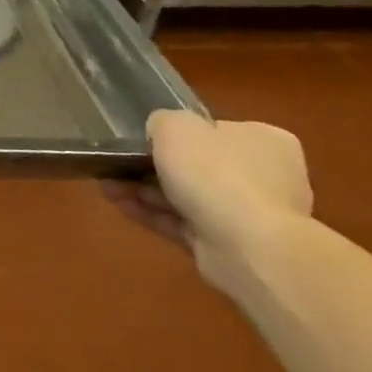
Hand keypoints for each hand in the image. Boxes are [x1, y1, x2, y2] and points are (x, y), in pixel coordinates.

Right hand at [103, 110, 312, 288]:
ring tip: (106, 185)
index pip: (217, 131)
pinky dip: (152, 214)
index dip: (180, 134)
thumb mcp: (175, 125)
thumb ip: (162, 122)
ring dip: (145, 190)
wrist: (249, 249)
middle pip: (199, 166)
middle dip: (153, 166)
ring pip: (187, 197)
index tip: (147, 138)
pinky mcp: (230, 247)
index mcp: (265, 141)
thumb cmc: (216, 173)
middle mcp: (265, 177)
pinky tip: (118, 204)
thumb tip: (160, 134)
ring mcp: (250, 217)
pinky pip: (184, 224)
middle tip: (118, 163)